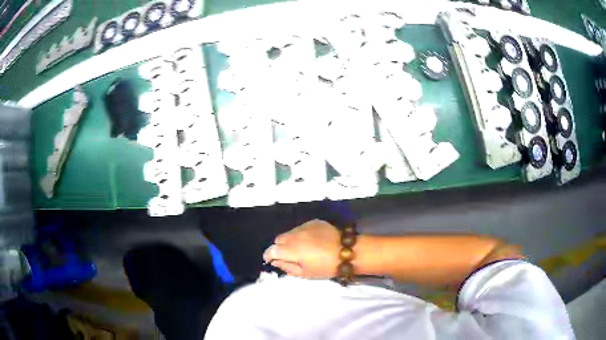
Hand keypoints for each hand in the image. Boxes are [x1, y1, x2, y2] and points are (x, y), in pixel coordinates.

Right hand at [263, 219, 340, 278]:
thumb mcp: (304, 273)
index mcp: (291, 249)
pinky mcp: (314, 222)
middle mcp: (295, 235)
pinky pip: (301, 228)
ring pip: (289, 232)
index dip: (268, 255)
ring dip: (290, 240)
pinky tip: (311, 242)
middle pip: (279, 239)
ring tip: (301, 249)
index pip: (271, 249)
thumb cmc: (326, 267)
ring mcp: (304, 227)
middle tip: (288, 256)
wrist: (347, 252)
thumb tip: (276, 261)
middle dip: (279, 247)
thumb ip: (286, 267)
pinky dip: (301, 234)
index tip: (270, 260)